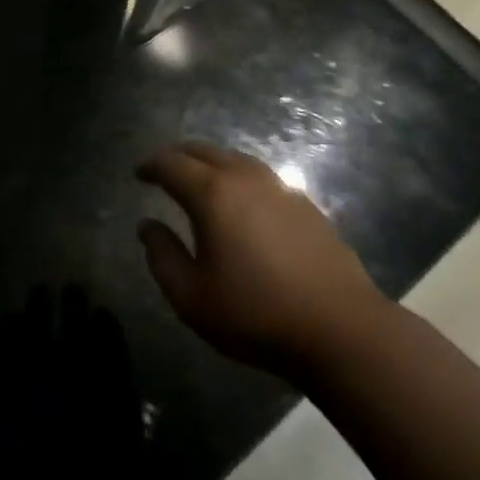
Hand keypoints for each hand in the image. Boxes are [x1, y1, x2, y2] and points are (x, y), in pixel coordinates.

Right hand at [137, 142, 385, 378]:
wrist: (341, 329)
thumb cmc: (257, 314)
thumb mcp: (192, 298)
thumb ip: (161, 257)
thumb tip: (146, 225)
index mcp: (211, 193)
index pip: (171, 163)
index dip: (150, 165)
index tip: (138, 173)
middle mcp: (243, 177)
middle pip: (203, 150)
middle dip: (178, 156)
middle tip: (164, 170)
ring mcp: (278, 186)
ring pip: (234, 158)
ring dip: (210, 162)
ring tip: (200, 180)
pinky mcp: (304, 203)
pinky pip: (260, 176)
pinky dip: (239, 178)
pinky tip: (242, 202)